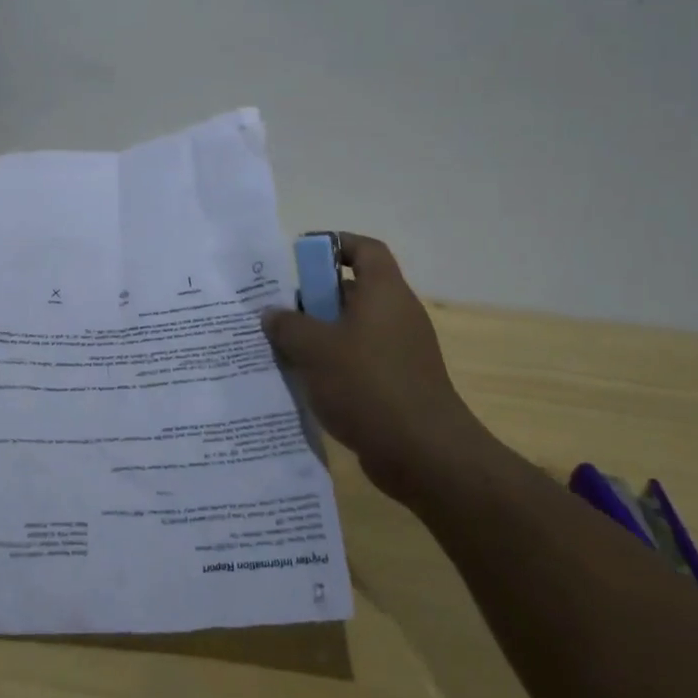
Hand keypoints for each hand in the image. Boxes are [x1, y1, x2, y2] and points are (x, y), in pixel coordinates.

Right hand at [260, 233, 495, 501]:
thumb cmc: (368, 384)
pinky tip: (306, 383)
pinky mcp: (399, 383)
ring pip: (353, 329)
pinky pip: (360, 361)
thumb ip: (287, 325)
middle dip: (314, 298)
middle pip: (353, 290)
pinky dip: (334, 365)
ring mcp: (401, 352)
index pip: (364, 249)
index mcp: (384, 293)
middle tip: (280, 312)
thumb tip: (273, 314)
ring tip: (283, 349)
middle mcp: (397, 315)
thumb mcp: (314, 349)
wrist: (424, 453)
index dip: (334, 244)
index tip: (300, 257)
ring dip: (320, 336)